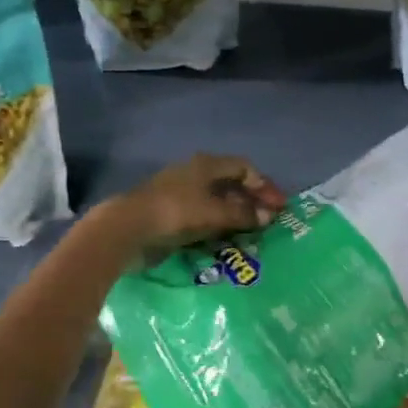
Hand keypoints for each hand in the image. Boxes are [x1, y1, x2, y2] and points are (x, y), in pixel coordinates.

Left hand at [107, 153, 283, 256]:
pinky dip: (219, 227)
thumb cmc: (176, 212)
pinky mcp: (172, 215)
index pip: (244, 168)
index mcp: (206, 165)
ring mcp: (182, 195)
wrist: (128, 228)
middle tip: (269, 223)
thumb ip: (243, 214)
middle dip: (252, 203)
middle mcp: (196, 175)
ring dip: (236, 217)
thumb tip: (268, 217)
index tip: (279, 206)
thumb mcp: (214, 212)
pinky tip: (227, 242)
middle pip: (231, 185)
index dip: (264, 185)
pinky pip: (204, 218)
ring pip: (218, 203)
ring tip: (252, 236)